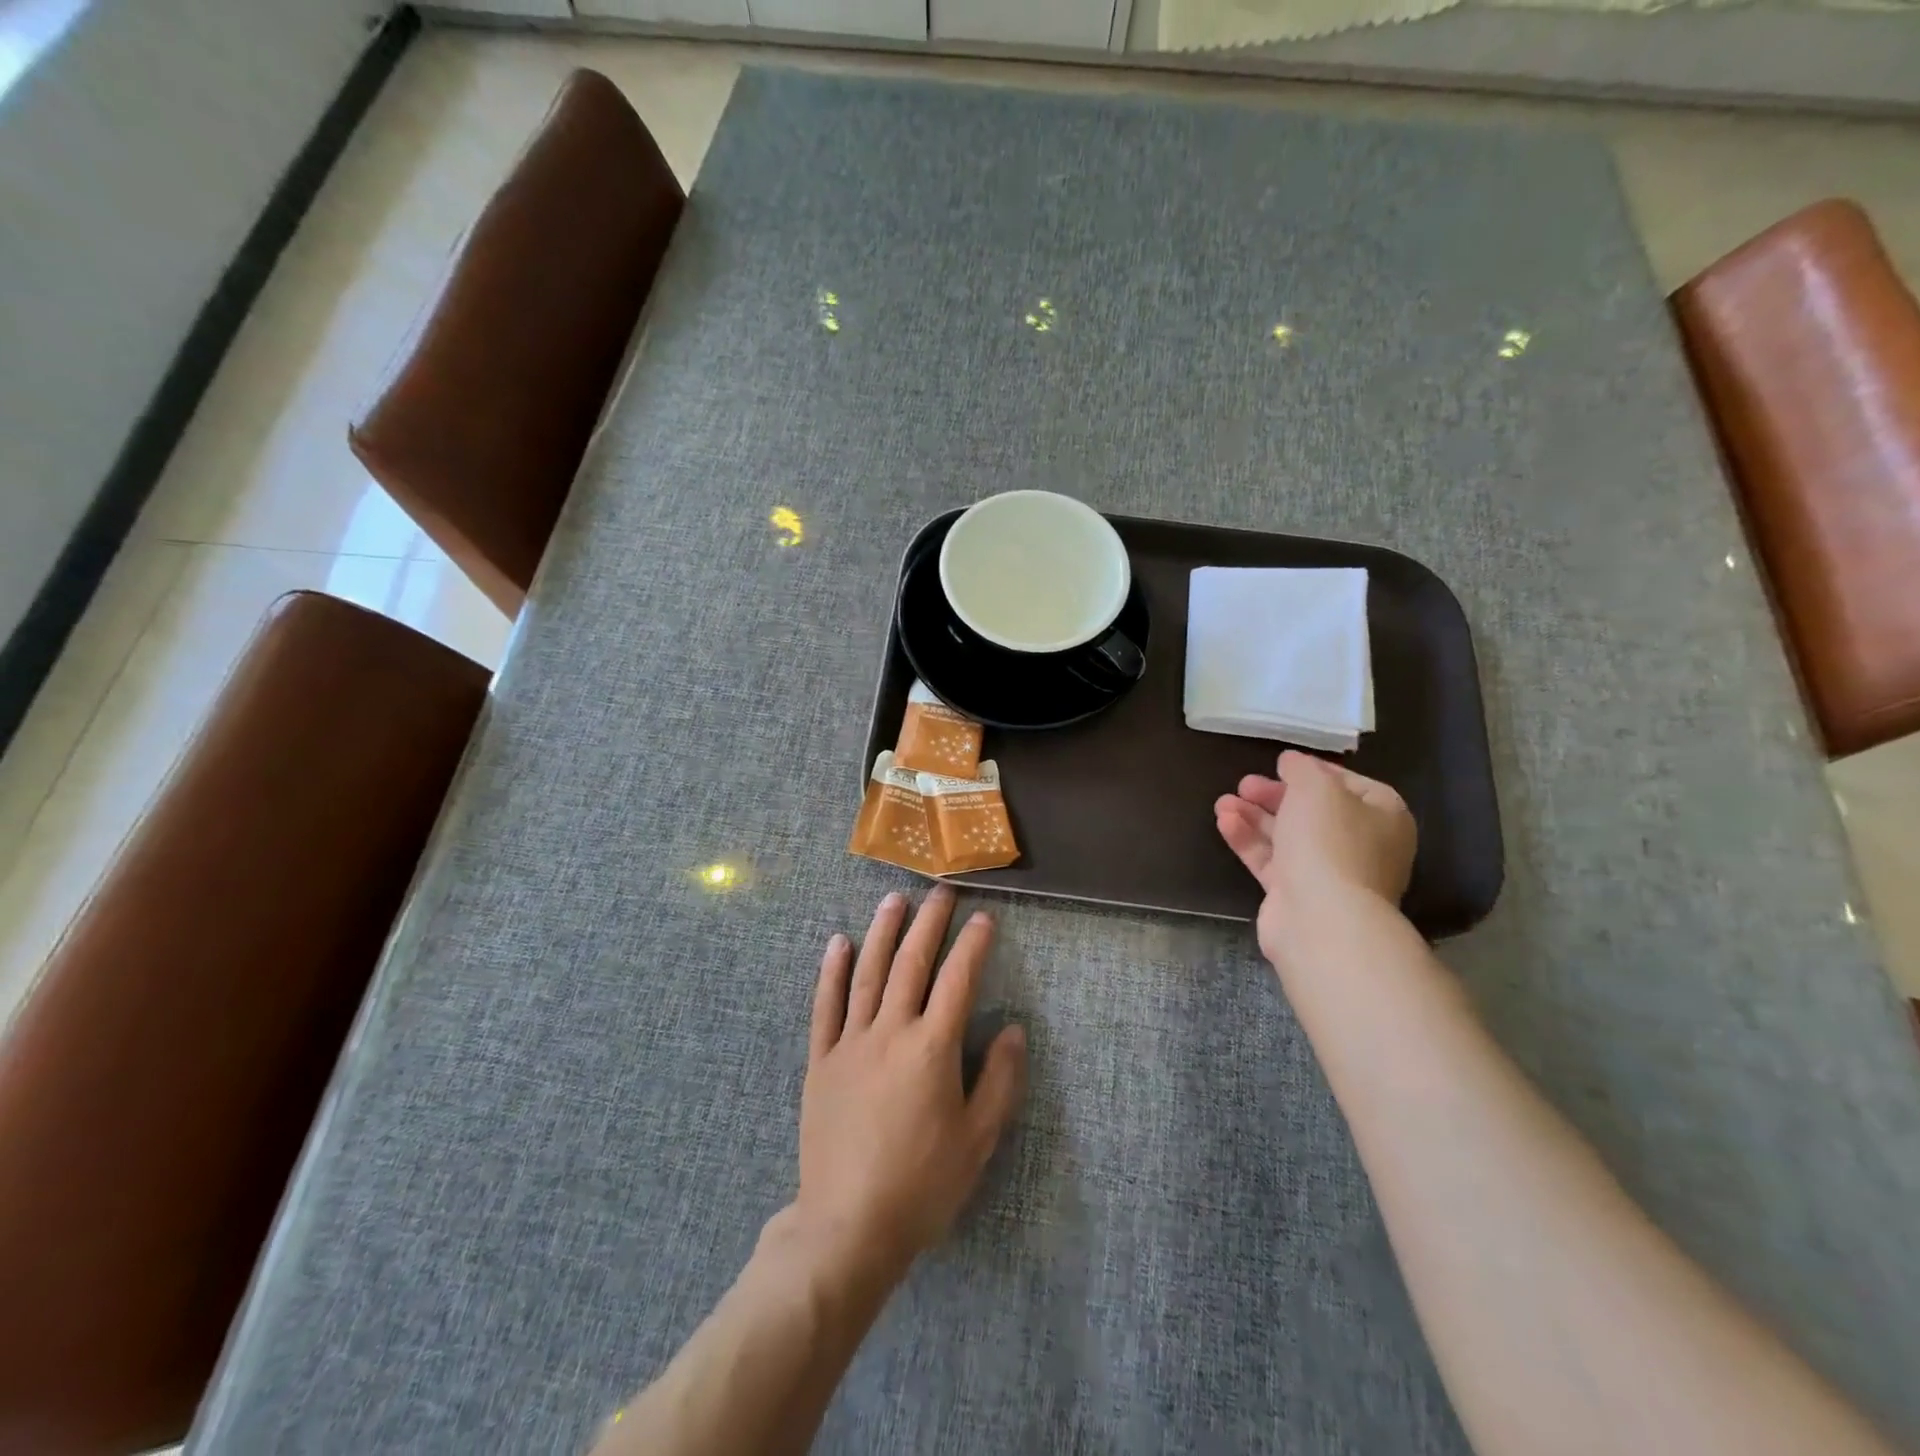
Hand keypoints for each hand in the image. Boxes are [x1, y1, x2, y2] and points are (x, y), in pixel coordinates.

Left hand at [790, 886, 1026, 1292]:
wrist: (848, 1227)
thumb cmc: (922, 1185)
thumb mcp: (978, 1139)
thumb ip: (999, 1080)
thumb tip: (1015, 1028)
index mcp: (932, 1049)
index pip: (957, 981)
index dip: (973, 945)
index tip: (984, 917)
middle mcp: (890, 1032)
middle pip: (911, 964)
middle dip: (929, 923)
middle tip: (940, 891)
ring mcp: (850, 1043)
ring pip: (868, 973)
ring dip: (882, 932)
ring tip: (894, 899)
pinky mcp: (821, 1060)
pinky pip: (826, 1006)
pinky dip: (832, 971)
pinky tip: (838, 943)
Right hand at [1214, 750, 1417, 974]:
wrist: (1322, 919)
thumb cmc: (1330, 843)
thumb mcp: (1316, 789)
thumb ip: (1302, 769)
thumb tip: (1292, 762)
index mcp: (1383, 816)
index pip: (1350, 784)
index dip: (1314, 772)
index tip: (1281, 765)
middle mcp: (1361, 845)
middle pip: (1313, 812)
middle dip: (1276, 796)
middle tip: (1245, 784)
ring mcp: (1329, 874)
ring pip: (1288, 837)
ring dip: (1255, 817)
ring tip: (1223, 802)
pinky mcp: (1296, 895)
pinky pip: (1271, 861)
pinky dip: (1249, 840)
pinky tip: (1224, 822)